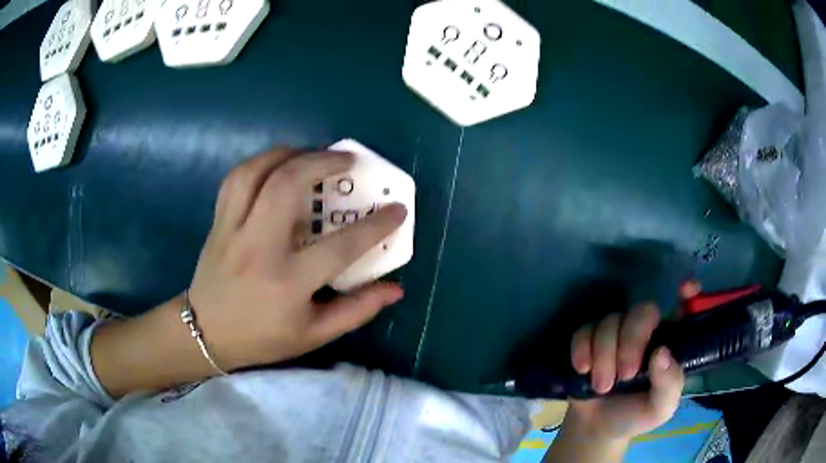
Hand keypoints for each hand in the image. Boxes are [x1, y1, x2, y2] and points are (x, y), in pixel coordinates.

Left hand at [188, 148, 406, 369]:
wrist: (206, 333)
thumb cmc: (262, 338)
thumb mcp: (314, 335)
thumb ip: (356, 310)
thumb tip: (396, 289)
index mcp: (287, 282)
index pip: (340, 247)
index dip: (375, 226)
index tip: (397, 209)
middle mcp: (259, 248)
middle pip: (288, 185)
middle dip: (323, 162)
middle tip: (347, 160)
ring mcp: (233, 229)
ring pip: (257, 171)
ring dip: (290, 153)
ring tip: (312, 154)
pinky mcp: (218, 221)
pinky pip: (237, 178)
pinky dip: (261, 162)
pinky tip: (278, 165)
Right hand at [564, 282, 699, 442]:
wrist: (596, 429)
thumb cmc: (636, 416)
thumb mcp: (660, 408)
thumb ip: (668, 384)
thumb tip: (661, 353)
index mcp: (669, 343)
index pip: (684, 309)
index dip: (688, 294)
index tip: (686, 289)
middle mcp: (646, 332)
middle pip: (642, 311)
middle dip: (631, 341)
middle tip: (625, 375)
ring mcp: (617, 334)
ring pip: (611, 321)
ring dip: (604, 355)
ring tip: (601, 387)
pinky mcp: (590, 340)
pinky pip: (584, 330)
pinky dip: (582, 349)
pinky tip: (582, 369)